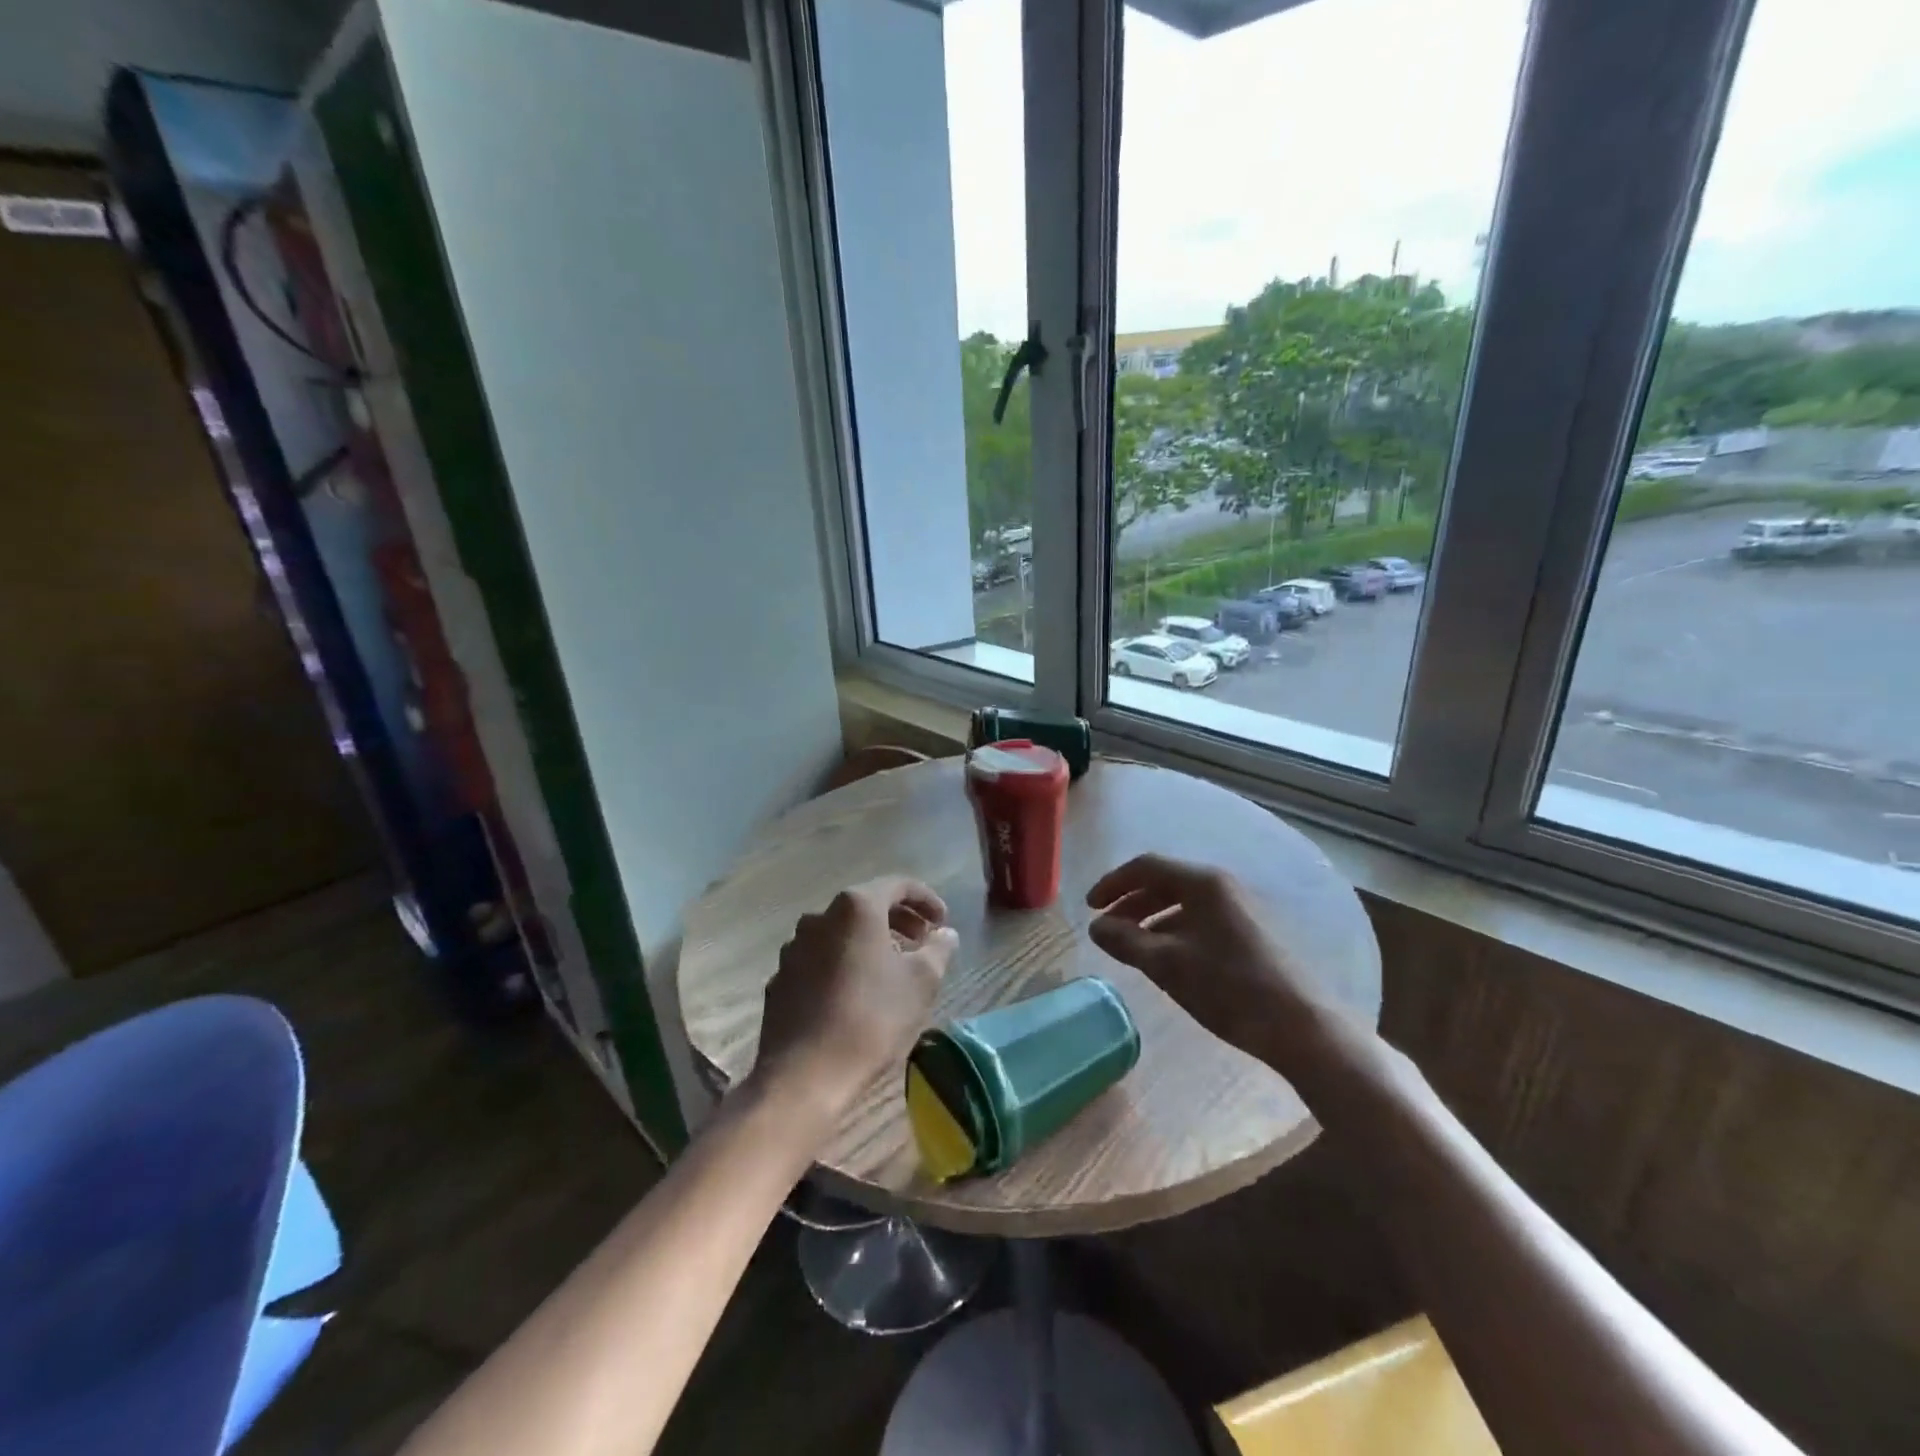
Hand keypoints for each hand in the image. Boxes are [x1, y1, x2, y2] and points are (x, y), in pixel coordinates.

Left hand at [754, 877, 959, 1125]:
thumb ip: (938, 949)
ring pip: (840, 933)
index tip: (943, 922)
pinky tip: (856, 993)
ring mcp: (794, 948)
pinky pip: (819, 959)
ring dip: (869, 942)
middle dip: (898, 920)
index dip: (925, 899)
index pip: (897, 885)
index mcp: (855, 908)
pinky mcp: (780, 979)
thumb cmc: (872, 1019)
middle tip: (922, 942)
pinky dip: (843, 964)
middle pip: (866, 906)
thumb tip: (945, 934)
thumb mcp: (921, 983)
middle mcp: (819, 917)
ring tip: (892, 968)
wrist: (805, 1075)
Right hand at [1086, 854, 1324, 1063]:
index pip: (1146, 866)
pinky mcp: (1251, 932)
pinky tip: (1168, 959)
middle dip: (1130, 903)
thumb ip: (1126, 942)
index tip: (1090, 907)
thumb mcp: (1167, 965)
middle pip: (1165, 882)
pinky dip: (1174, 931)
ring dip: (1151, 919)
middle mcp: (1222, 886)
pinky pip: (1201, 919)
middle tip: (1106, 927)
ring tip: (1132, 947)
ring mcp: (1240, 908)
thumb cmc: (1229, 988)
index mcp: (1202, 883)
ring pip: (1183, 903)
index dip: (1113, 883)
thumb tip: (1095, 927)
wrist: (1301, 1026)